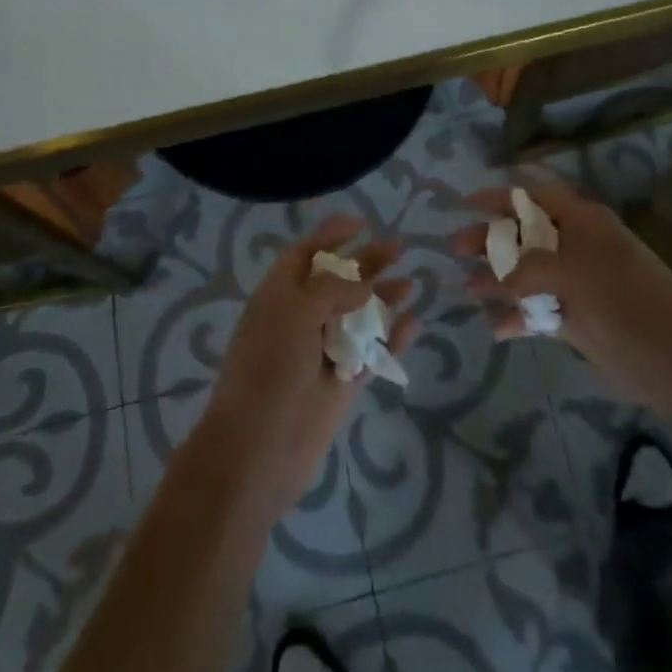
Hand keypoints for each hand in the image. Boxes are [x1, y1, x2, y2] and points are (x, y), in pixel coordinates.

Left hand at [200, 217, 417, 517]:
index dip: (330, 235)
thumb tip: (363, 286)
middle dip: (366, 262)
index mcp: (279, 295)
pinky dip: (392, 338)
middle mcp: (300, 318)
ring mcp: (323, 351)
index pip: (305, 254)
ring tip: (412, 284)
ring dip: (383, 297)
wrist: (259, 449)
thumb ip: (331, 290)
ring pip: (359, 316)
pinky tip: (413, 323)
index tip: (360, 222)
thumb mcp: (294, 312)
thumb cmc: (269, 368)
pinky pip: (372, 353)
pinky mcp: (342, 383)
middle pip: (338, 281)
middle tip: (399, 247)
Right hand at [455, 176, 671, 415]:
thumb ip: (525, 271)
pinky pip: (538, 311)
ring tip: (465, 293)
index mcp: (581, 221)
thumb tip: (487, 280)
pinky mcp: (578, 319)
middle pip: (522, 234)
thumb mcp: (573, 276)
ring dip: (497, 282)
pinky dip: (517, 318)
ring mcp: (577, 284)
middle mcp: (576, 246)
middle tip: (454, 251)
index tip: (464, 203)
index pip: (532, 196)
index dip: (498, 196)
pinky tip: (495, 329)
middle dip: (488, 240)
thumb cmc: (629, 304)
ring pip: (527, 275)